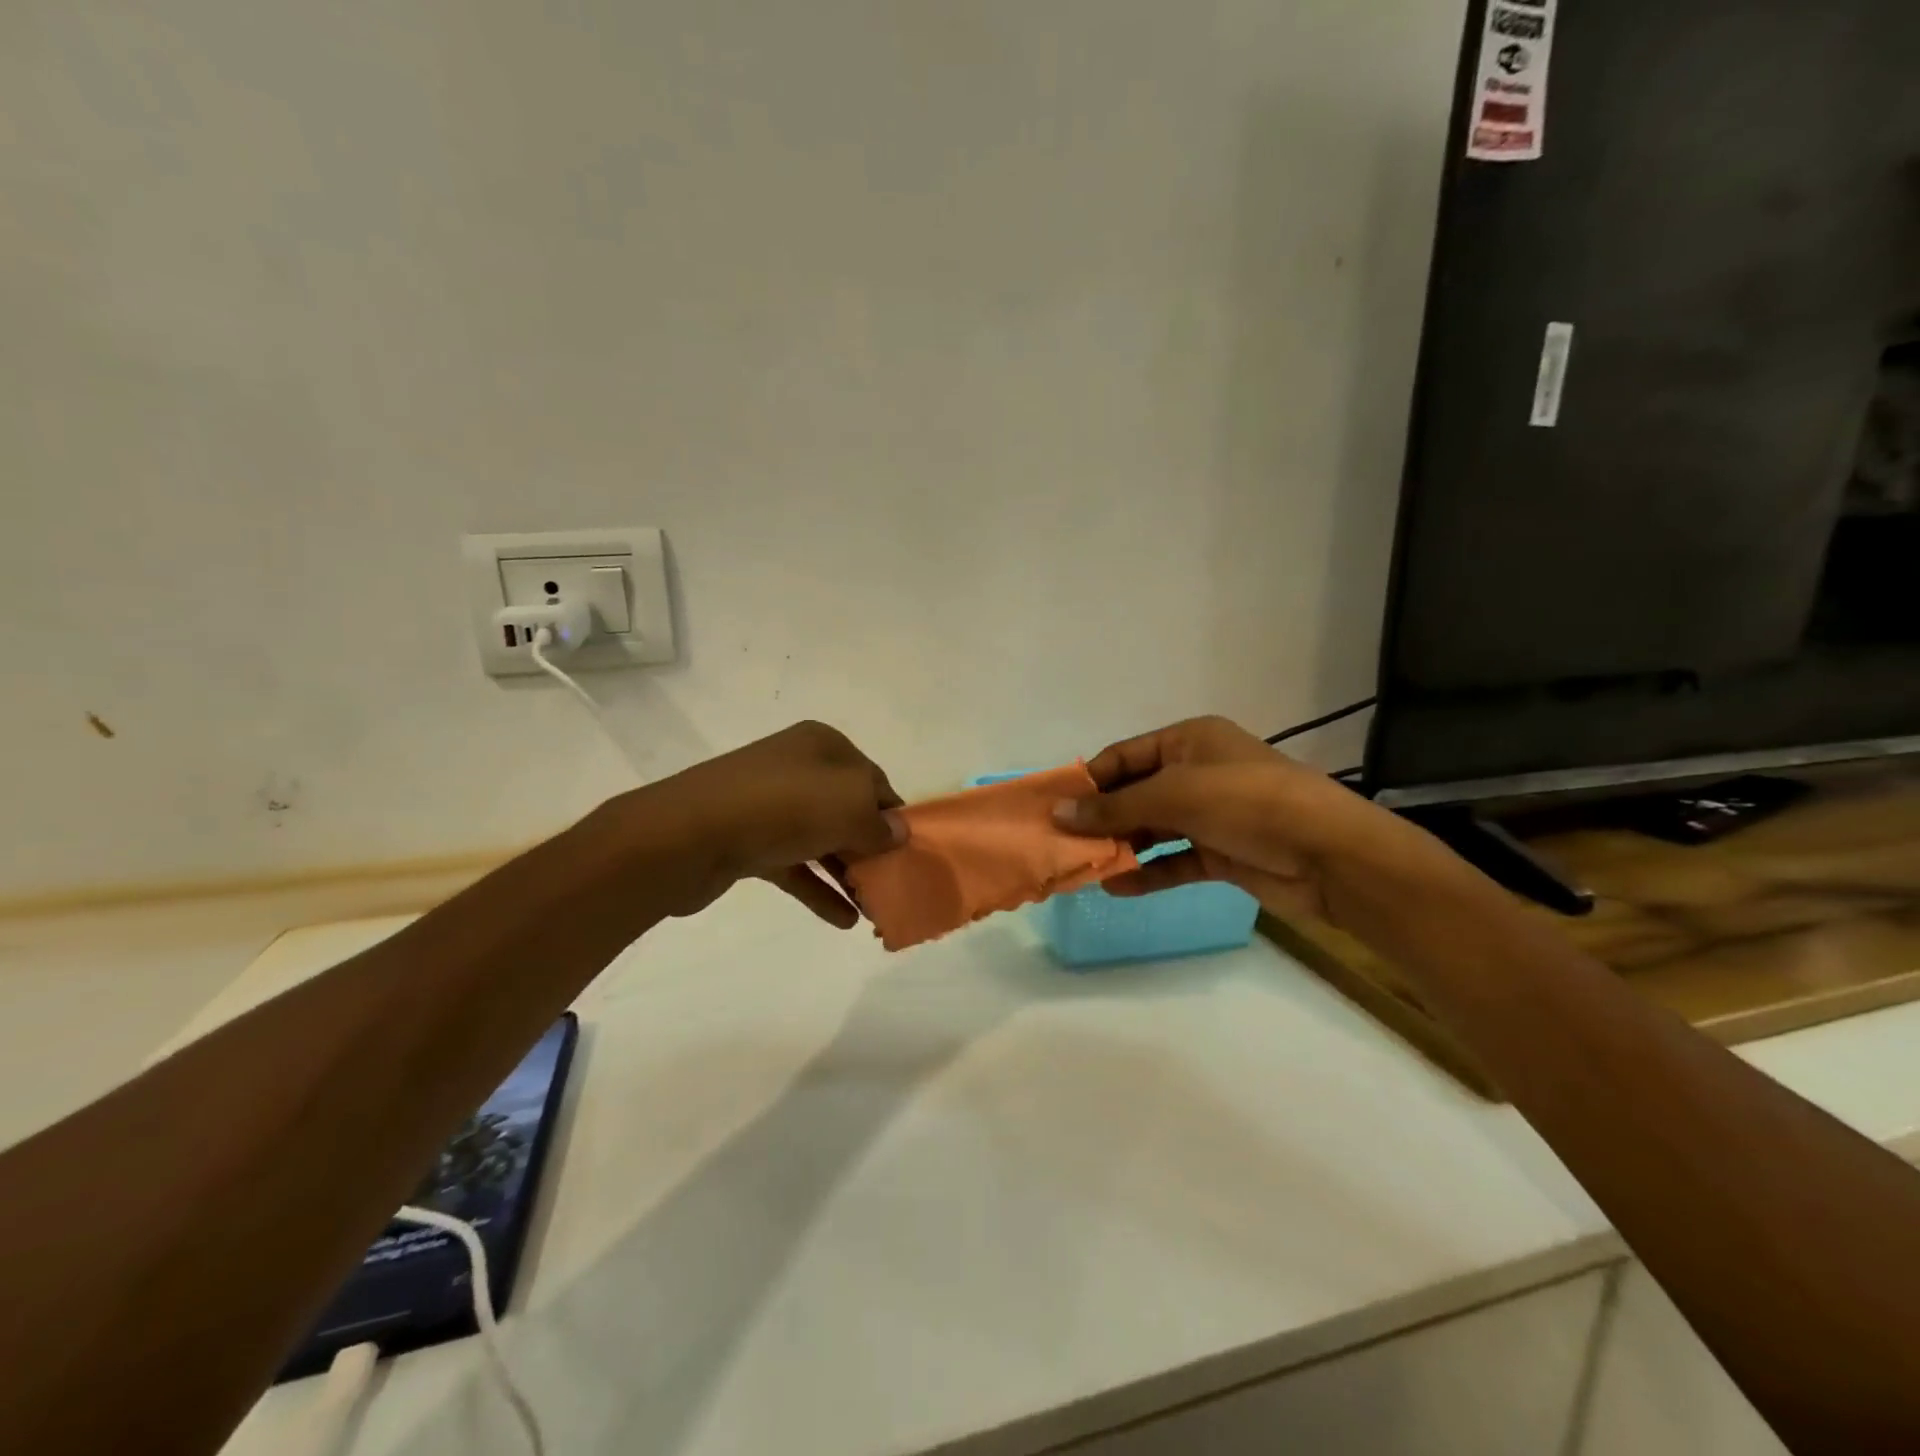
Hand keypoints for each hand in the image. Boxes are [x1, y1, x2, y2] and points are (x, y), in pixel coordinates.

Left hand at [632, 721, 904, 926]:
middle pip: (848, 811)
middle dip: (872, 849)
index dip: (895, 817)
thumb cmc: (782, 806)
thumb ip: (880, 823)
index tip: (910, 854)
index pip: (874, 781)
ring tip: (874, 909)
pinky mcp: (748, 842)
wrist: (688, 834)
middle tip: (894, 885)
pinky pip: (795, 866)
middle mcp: (797, 768)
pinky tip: (844, 920)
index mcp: (823, 746)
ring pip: (822, 840)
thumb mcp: (849, 805)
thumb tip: (896, 832)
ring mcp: (769, 806)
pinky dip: (818, 890)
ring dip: (849, 874)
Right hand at [1053, 716, 1428, 924]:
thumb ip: (1115, 807)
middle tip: (1061, 843)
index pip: (1124, 756)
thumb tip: (1058, 814)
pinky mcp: (1222, 852)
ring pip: (1153, 828)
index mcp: (1189, 741)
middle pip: (1135, 793)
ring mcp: (1211, 814)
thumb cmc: (1247, 803)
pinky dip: (1148, 872)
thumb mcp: (1175, 795)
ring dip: (1121, 846)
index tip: (1053, 808)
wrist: (1330, 855)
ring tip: (1082, 867)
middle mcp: (1197, 772)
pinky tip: (1117, 887)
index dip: (1089, 781)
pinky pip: (1175, 860)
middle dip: (1101, 818)